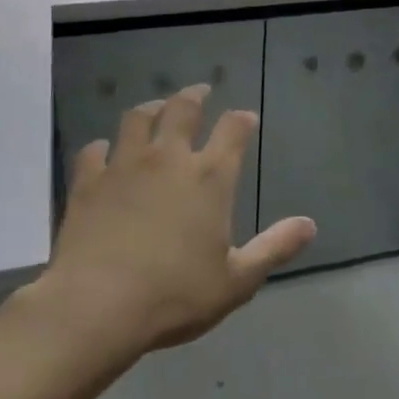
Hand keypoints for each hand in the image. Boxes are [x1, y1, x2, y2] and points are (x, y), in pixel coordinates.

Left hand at [42, 85, 316, 358]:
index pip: (233, 130)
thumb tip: (310, 224)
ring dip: (151, 108)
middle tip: (201, 92)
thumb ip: (275, 248)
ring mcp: (124, 165)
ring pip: (137, 119)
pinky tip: (104, 152)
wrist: (96, 306)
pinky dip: (102, 147)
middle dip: (195, 96)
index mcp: (210, 177)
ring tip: (156, 109)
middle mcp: (169, 158)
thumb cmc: (174, 295)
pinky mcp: (88, 181)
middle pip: (183, 109)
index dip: (242, 120)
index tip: (246, 118)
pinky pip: (95, 151)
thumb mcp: (236, 280)